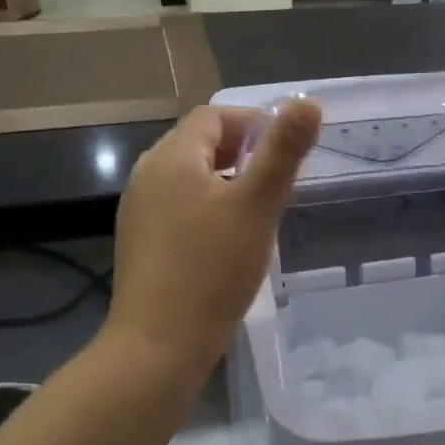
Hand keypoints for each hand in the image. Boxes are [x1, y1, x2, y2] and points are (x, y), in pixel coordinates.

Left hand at [107, 99, 322, 371]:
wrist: (159, 343)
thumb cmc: (213, 269)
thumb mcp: (258, 205)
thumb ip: (283, 151)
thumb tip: (307, 101)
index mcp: (172, 157)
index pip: (213, 117)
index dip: (251, 123)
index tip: (284, 150)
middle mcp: (146, 174)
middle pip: (196, 143)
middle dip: (239, 151)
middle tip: (274, 180)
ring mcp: (137, 209)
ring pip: (186, 176)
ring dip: (222, 179)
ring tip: (255, 208)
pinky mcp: (139, 241)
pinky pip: (176, 205)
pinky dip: (204, 206)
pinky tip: (224, 238)